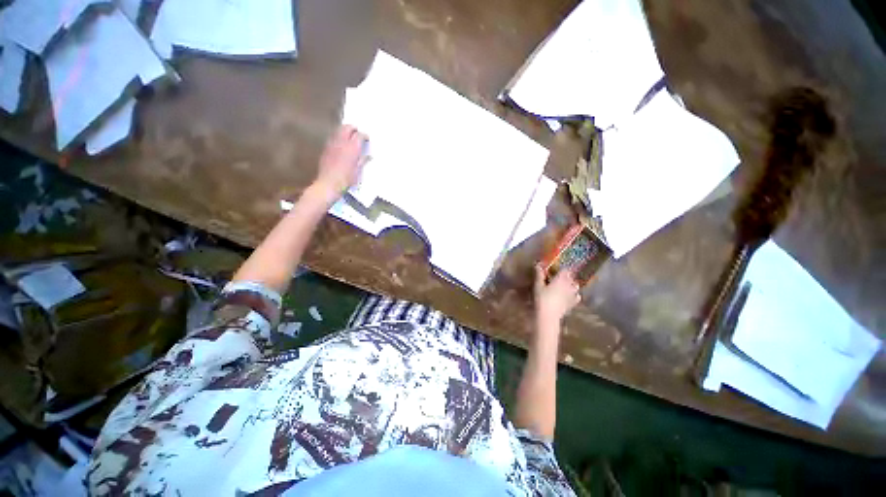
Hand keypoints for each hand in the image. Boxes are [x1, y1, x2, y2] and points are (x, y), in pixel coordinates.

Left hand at [314, 125, 368, 199]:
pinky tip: (340, 143)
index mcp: (352, 148)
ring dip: (344, 131)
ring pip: (338, 130)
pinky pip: (333, 137)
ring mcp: (332, 144)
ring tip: (349, 136)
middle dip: (353, 128)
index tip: (367, 139)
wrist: (329, 184)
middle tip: (358, 132)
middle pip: (347, 128)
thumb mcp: (358, 171)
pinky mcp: (326, 148)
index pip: (359, 135)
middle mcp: (341, 143)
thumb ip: (363, 161)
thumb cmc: (346, 179)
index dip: (364, 136)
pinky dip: (338, 137)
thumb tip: (369, 157)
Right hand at [534, 265, 580, 324]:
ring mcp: (572, 295)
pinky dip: (575, 295)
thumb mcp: (538, 285)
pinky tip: (573, 296)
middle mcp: (568, 285)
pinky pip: (577, 297)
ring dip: (572, 284)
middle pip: (571, 278)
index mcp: (560, 279)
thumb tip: (538, 264)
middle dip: (567, 276)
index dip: (562, 269)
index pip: (565, 270)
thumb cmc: (542, 298)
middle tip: (561, 276)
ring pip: (575, 287)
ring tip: (567, 285)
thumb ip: (539, 275)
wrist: (548, 315)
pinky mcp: (572, 304)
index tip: (557, 269)